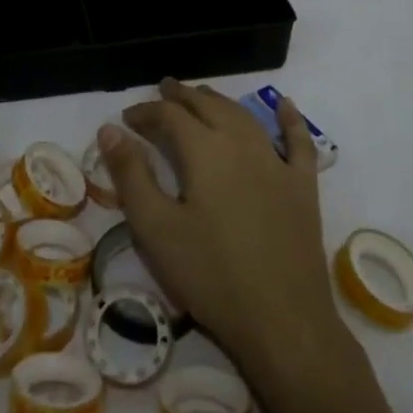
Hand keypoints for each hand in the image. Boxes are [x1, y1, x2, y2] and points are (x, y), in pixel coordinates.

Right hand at [98, 81, 340, 385]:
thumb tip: (109, 129)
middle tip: (163, 91)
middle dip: (182, 97)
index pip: (169, 116)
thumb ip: (131, 175)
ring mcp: (277, 163)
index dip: (145, 112)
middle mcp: (241, 144)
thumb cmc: (211, 276)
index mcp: (204, 151)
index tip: (126, 118)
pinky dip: (291, 120)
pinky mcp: (303, 187)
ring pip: (244, 117)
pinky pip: (299, 142)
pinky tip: (287, 106)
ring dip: (219, 101)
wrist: (284, 322)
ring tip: (202, 95)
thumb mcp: (156, 228)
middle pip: (208, 106)